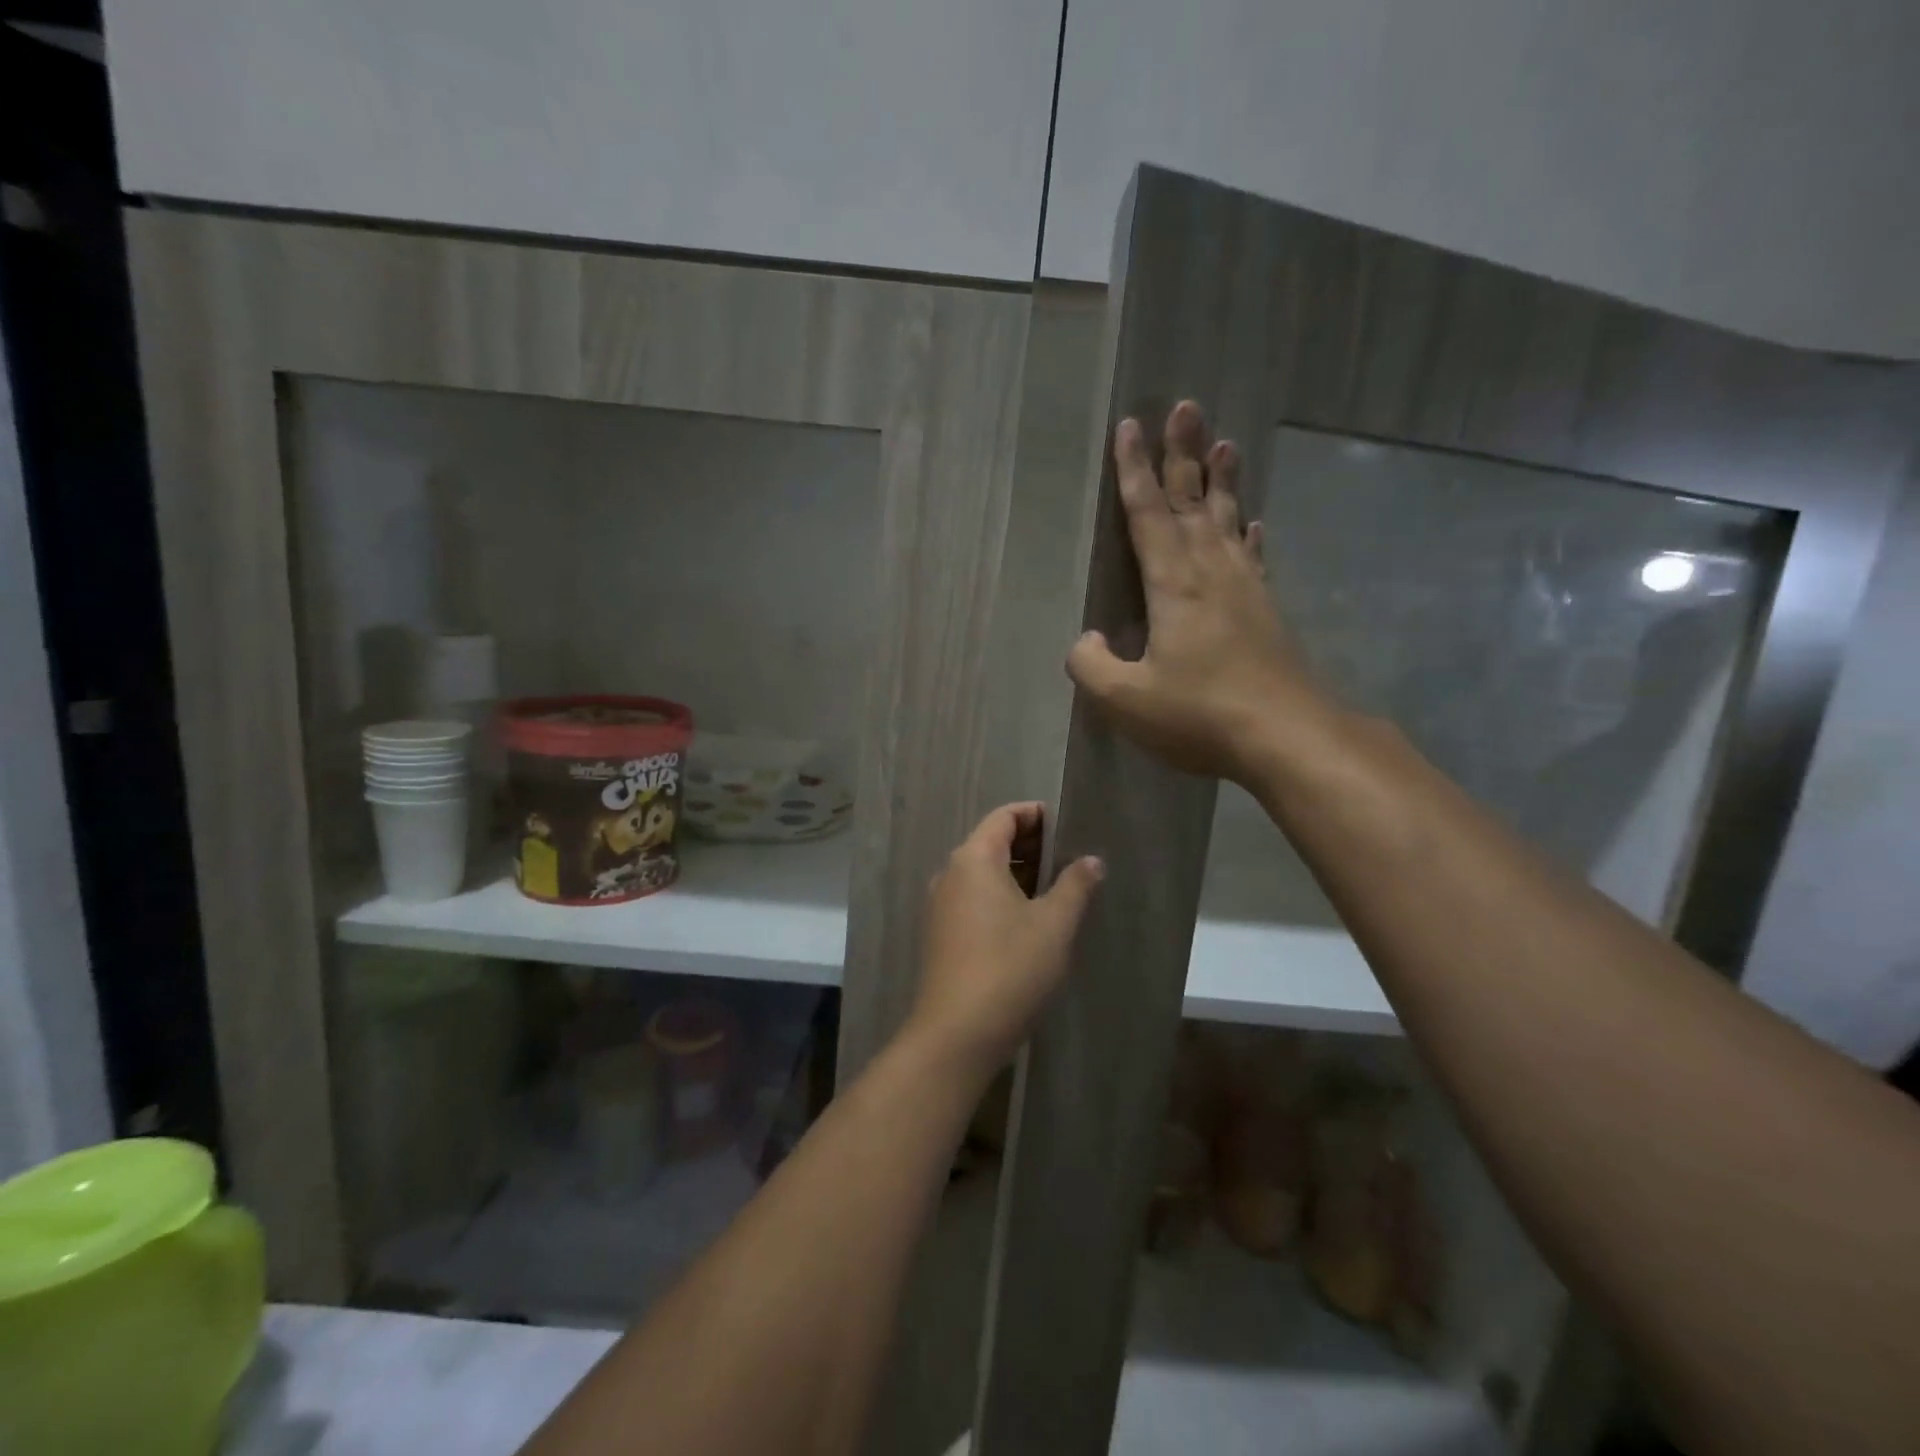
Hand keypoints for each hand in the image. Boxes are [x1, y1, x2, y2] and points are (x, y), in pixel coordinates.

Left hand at [907, 803, 1103, 1079]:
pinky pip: (974, 899)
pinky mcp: (941, 934)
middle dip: (1031, 846)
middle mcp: (950, 873)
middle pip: (992, 842)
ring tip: (1058, 890)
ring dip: (1018, 874)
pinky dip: (1002, 897)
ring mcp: (941, 905)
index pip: (1004, 816)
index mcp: (973, 859)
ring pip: (983, 873)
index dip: (1036, 815)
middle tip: (1071, 860)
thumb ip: (1075, 885)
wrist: (956, 1034)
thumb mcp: (1053, 924)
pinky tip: (1029, 921)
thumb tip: (1091, 860)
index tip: (1069, 827)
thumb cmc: (1009, 967)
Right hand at [1066, 401, 1330, 784]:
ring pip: (1228, 519)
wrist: (1287, 736)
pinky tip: (1254, 523)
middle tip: (1185, 407)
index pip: (1147, 515)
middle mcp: (1211, 572)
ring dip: (1222, 481)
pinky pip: (1253, 557)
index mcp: (1173, 584)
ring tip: (1224, 443)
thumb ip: (1091, 665)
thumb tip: (1085, 640)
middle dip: (1183, 454)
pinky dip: (1250, 534)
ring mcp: (1245, 588)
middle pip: (1192, 501)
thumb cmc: (1200, 714)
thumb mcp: (1126, 700)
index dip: (1134, 471)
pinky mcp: (1266, 610)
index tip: (1130, 426)